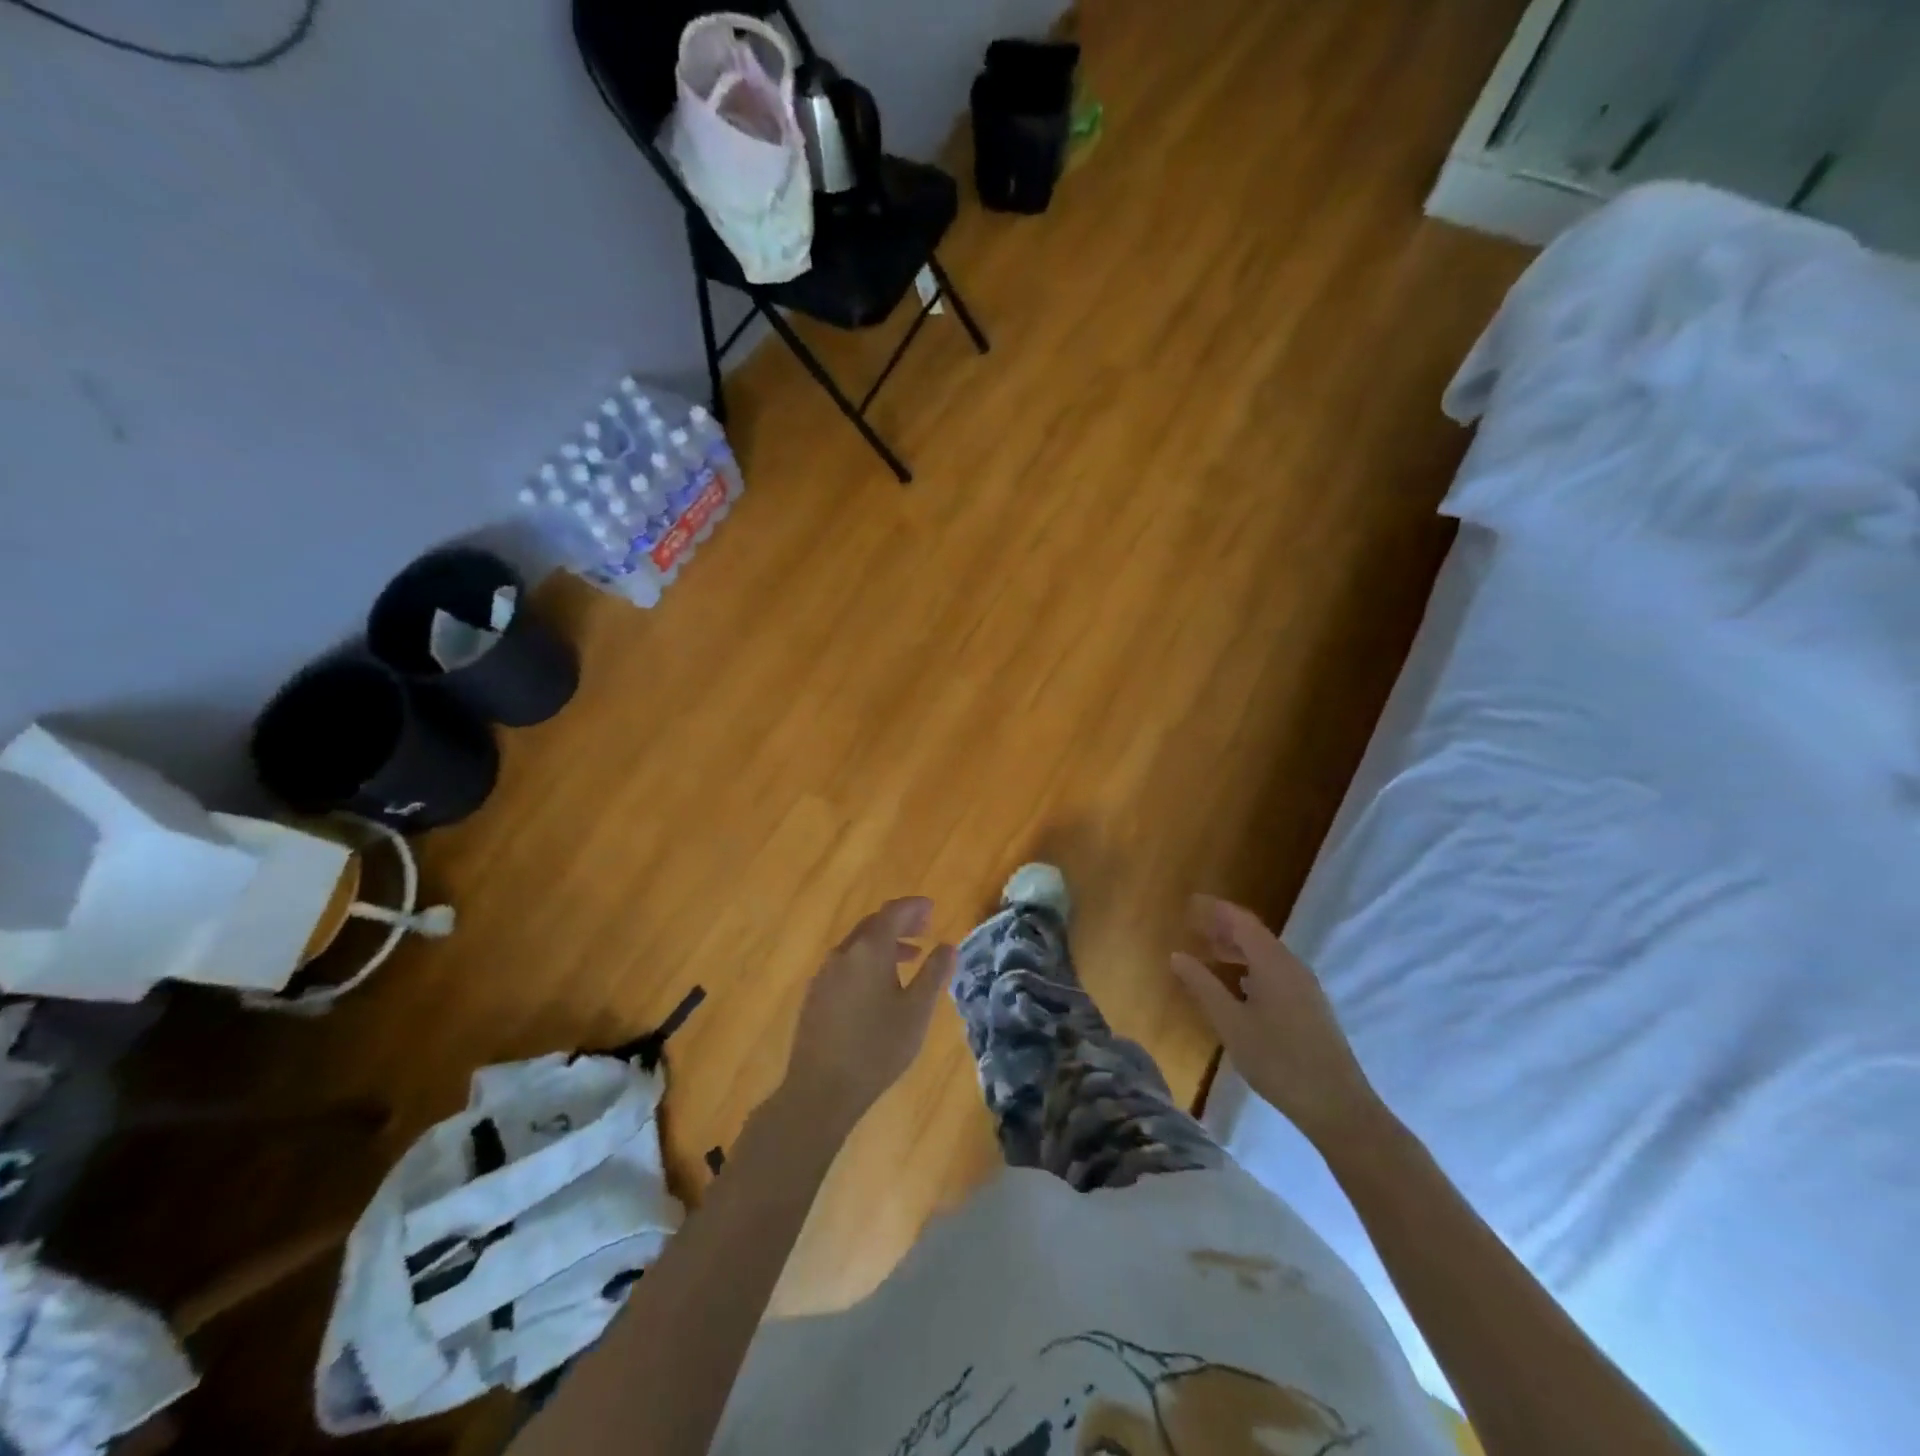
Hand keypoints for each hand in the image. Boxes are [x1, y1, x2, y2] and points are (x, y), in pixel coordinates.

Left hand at [783, 898, 955, 1133]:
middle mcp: (843, 954)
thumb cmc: (877, 1047)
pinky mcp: (815, 995)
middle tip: (925, 928)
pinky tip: (879, 985)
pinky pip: (845, 964)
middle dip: (900, 922)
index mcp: (868, 950)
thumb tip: (948, 946)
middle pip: (873, 925)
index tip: (932, 908)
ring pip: (857, 945)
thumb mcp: (916, 1011)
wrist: (820, 1089)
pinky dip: (867, 961)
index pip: (893, 913)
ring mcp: (824, 974)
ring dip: (884, 943)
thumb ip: (934, 973)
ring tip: (909, 957)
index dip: (913, 907)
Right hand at [1171, 895, 1382, 1145]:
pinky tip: (1239, 984)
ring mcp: (1305, 986)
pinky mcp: (1310, 1005)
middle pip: (1255, 934)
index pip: (1241, 921)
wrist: (1337, 1105)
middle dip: (1224, 926)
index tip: (1190, 903)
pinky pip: (1275, 971)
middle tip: (1194, 926)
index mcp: (1272, 963)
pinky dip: (1251, 966)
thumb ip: (1202, 985)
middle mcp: (1291, 966)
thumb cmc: (1277, 1060)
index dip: (1215, 909)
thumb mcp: (1230, 1023)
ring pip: (1266, 953)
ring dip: (1238, 947)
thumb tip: (1177, 955)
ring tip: (1210, 952)